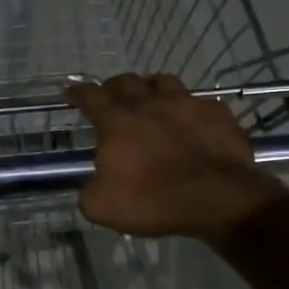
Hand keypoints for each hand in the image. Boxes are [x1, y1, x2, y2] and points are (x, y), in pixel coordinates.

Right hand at [67, 75, 288, 242]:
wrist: (217, 198)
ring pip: (163, 82)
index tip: (71, 92)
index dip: (78, 93)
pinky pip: (199, 102)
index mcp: (118, 123)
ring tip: (151, 99)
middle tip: (111, 96)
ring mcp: (187, 104)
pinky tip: (191, 120)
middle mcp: (150, 105)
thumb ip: (90, 189)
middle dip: (114, 86)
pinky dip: (190, 108)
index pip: (91, 97)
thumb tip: (93, 182)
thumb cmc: (154, 201)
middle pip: (126, 82)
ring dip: (151, 88)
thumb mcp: (102, 206)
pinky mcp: (217, 113)